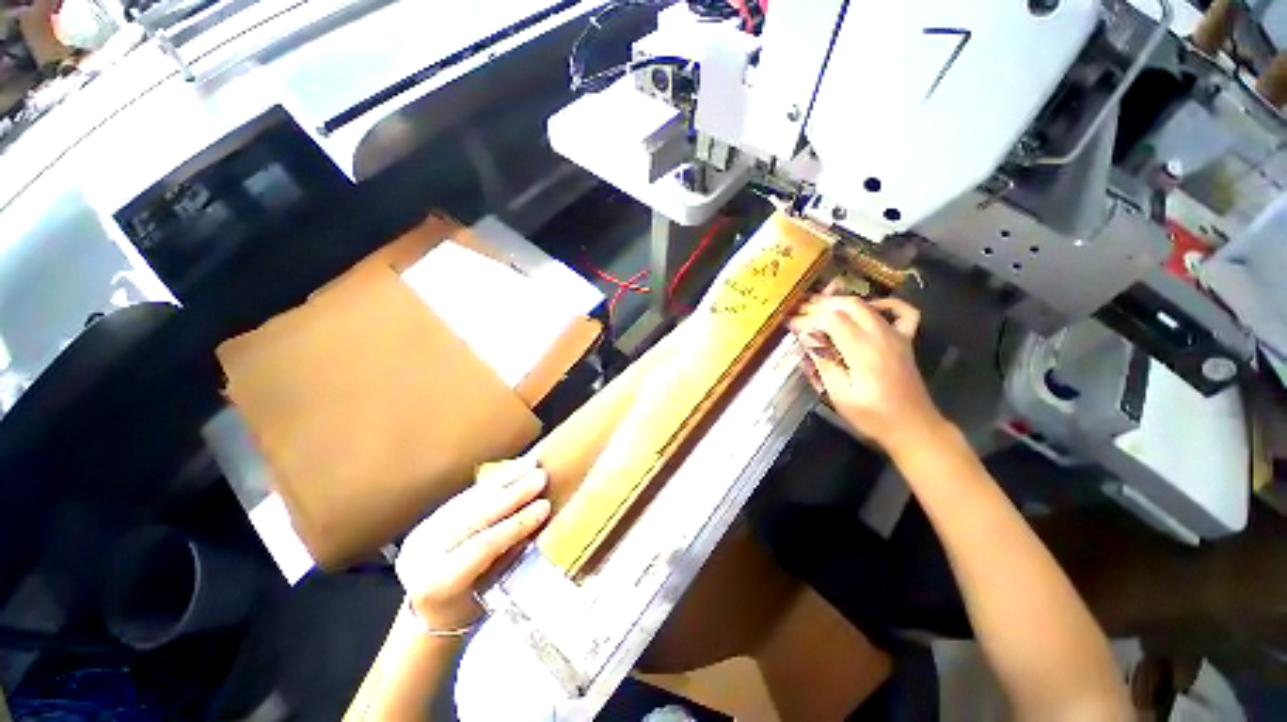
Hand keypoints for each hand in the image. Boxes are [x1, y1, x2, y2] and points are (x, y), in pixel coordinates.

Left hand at [395, 459, 550, 628]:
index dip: (517, 523)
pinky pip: (465, 496)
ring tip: (533, 466)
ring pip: (469, 500)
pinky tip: (514, 471)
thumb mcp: (489, 593)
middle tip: (542, 477)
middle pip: (474, 516)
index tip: (546, 506)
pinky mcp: (427, 518)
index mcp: (436, 583)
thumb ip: (509, 556)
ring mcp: (421, 533)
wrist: (429, 613)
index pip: (483, 545)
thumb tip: (539, 520)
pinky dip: (493, 483)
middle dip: (513, 494)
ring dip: (506, 480)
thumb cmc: (468, 609)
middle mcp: (422, 555)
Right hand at [788, 294, 947, 454]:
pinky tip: (870, 307)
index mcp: (863, 351)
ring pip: (867, 305)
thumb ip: (824, 363)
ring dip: (841, 302)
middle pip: (849, 305)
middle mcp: (881, 336)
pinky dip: (884, 304)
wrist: (913, 427)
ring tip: (819, 308)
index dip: (808, 319)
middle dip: (821, 305)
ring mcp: (897, 336)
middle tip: (801, 313)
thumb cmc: (873, 416)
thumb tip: (808, 339)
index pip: (831, 319)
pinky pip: (902, 312)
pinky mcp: (905, 341)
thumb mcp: (840, 395)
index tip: (791, 326)